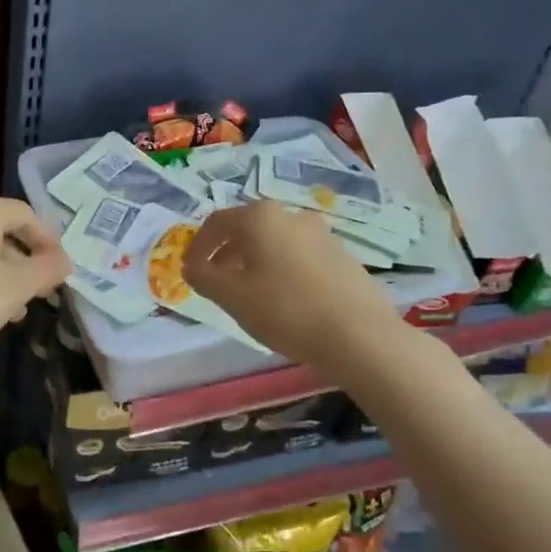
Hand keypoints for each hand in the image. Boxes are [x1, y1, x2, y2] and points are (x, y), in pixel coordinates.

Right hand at [184, 201, 401, 372]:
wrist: (360, 336)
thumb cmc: (286, 310)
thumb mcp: (232, 297)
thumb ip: (203, 277)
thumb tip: (191, 267)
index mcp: (260, 218)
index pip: (216, 223)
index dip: (198, 247)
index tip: (190, 271)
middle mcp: (291, 215)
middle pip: (247, 230)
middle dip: (227, 255)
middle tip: (217, 283)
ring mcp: (321, 234)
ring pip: (275, 243)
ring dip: (255, 263)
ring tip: (250, 295)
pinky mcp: (343, 256)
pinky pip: (299, 256)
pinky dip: (282, 270)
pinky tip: (284, 301)